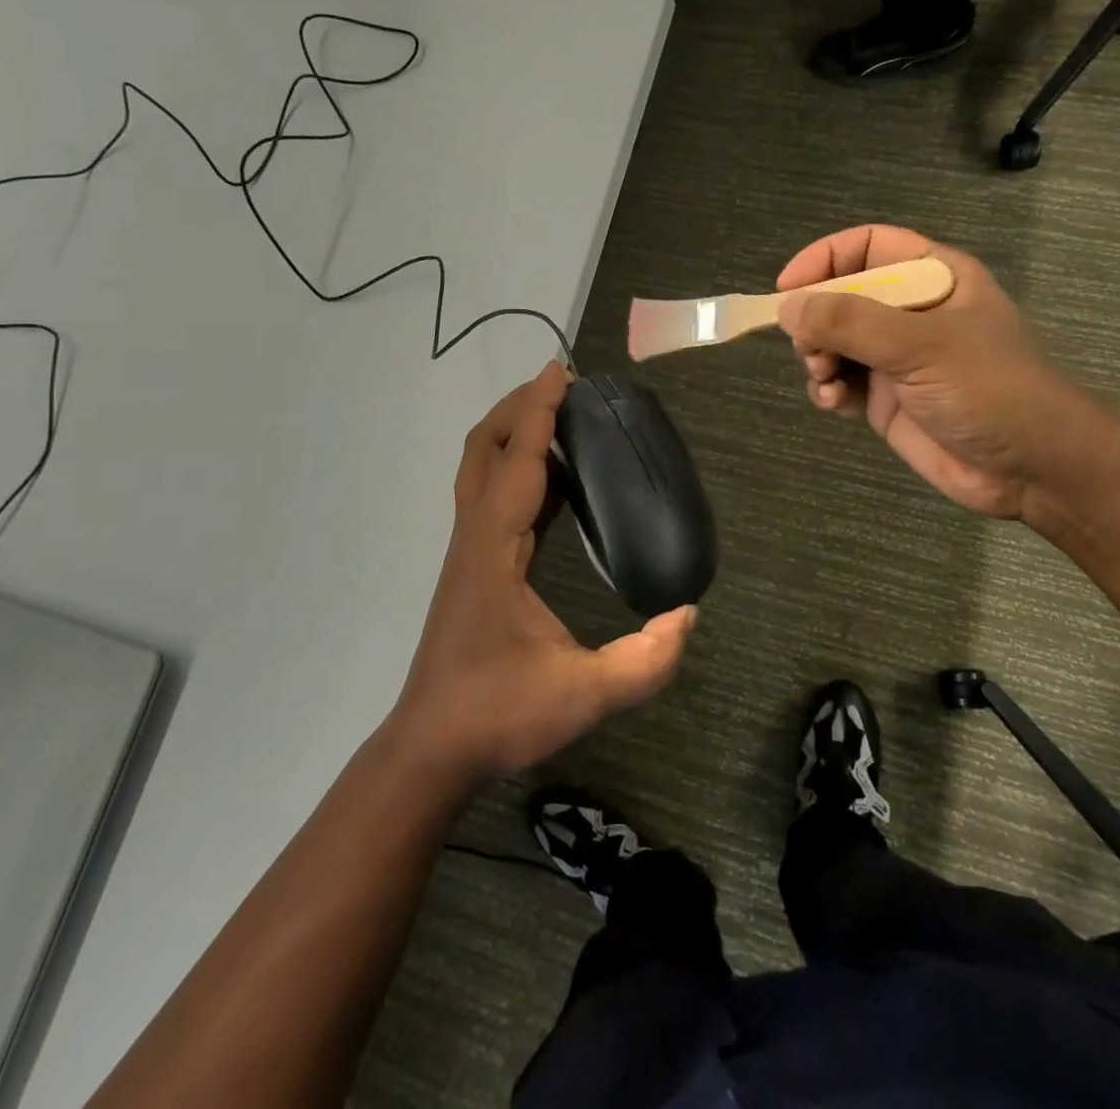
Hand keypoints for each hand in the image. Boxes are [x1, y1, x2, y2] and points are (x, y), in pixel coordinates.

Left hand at [386, 362, 696, 786]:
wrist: (432, 749)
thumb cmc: (498, 715)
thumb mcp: (583, 696)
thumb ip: (644, 661)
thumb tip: (687, 616)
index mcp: (494, 551)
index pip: (518, 463)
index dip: (540, 413)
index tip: (561, 370)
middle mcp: (475, 538)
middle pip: (484, 450)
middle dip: (519, 409)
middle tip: (563, 388)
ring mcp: (469, 552)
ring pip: (481, 471)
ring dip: (515, 435)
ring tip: (562, 421)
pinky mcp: (473, 568)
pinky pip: (492, 498)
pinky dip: (519, 470)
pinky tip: (555, 483)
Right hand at [777, 226, 1096, 519]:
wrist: (1033, 471)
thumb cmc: (989, 390)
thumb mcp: (922, 345)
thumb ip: (850, 322)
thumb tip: (787, 307)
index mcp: (934, 278)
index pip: (867, 247)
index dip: (825, 259)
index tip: (788, 289)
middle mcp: (910, 312)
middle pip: (840, 295)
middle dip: (816, 320)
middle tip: (811, 348)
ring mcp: (896, 358)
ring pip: (832, 341)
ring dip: (816, 357)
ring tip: (826, 378)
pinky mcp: (885, 399)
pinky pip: (839, 381)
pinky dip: (826, 388)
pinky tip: (833, 402)